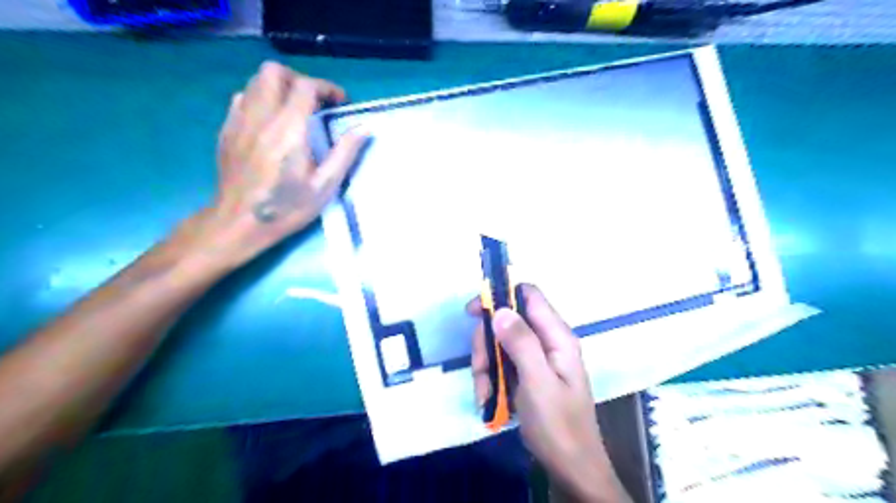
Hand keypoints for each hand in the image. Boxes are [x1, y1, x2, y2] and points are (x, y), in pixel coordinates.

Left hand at [183, 61, 365, 268]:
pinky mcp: (227, 130)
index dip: (327, 88)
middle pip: (274, 72)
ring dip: (279, 88)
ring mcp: (239, 121)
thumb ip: (345, 153)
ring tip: (294, 110)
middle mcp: (262, 117)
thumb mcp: (325, 186)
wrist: (239, 223)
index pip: (306, 86)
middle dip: (298, 79)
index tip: (340, 103)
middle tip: (314, 102)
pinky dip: (260, 99)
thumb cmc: (287, 208)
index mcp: (289, 130)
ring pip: (255, 81)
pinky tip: (270, 122)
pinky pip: (241, 98)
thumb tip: (365, 129)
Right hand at [469, 286, 628, 502]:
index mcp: (557, 336)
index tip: (475, 312)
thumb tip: (500, 309)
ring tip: (486, 394)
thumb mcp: (537, 382)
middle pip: (507, 321)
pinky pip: (502, 365)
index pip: (529, 295)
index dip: (501, 295)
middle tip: (481, 370)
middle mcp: (547, 341)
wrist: (570, 469)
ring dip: (486, 367)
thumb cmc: (558, 425)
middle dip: (487, 344)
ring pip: (500, 345)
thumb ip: (521, 342)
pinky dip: (491, 380)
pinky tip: (490, 400)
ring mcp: (536, 359)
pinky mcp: (527, 374)